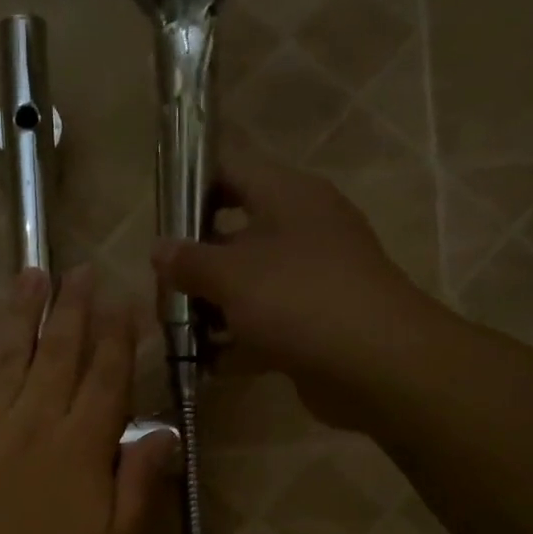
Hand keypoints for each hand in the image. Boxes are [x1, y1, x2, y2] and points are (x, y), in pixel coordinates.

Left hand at [0, 267, 176, 533]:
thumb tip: (163, 432)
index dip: (118, 335)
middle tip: (81, 271)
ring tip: (31, 276)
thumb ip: (140, 483)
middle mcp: (33, 419)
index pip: (106, 376)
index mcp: (79, 443)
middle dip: (74, 308)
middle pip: (59, 352)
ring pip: (7, 356)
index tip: (126, 301)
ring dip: (22, 315)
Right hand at [152, 146, 441, 429]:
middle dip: (194, 261)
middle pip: (234, 233)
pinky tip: (205, 362)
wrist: (374, 363)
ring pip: (247, 284)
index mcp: (287, 196)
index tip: (158, 215)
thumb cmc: (298, 299)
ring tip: (174, 330)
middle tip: (160, 288)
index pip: (230, 170)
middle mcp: (301, 229)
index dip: (191, 184)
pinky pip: (263, 324)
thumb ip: (189, 260)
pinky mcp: (313, 322)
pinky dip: (236, 341)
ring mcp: (310, 279)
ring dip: (210, 306)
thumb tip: (159, 248)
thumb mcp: (232, 274)